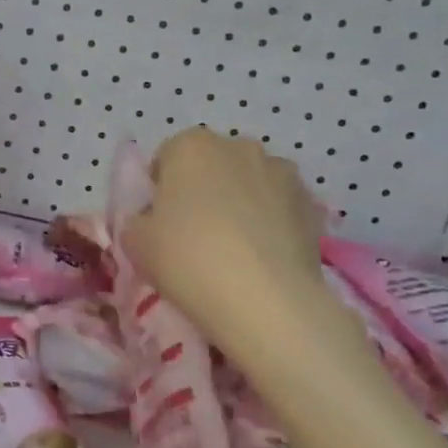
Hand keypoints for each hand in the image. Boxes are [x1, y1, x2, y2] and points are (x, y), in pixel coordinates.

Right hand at [122, 127, 330, 361]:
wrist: (265, 301)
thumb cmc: (187, 259)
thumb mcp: (134, 242)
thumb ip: (138, 221)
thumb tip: (151, 221)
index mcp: (190, 146)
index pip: (167, 157)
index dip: (161, 189)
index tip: (160, 221)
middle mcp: (238, 147)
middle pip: (212, 164)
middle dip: (204, 189)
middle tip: (195, 233)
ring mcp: (281, 172)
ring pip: (250, 183)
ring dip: (242, 202)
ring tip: (236, 248)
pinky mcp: (312, 204)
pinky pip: (281, 207)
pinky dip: (272, 223)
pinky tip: (264, 258)